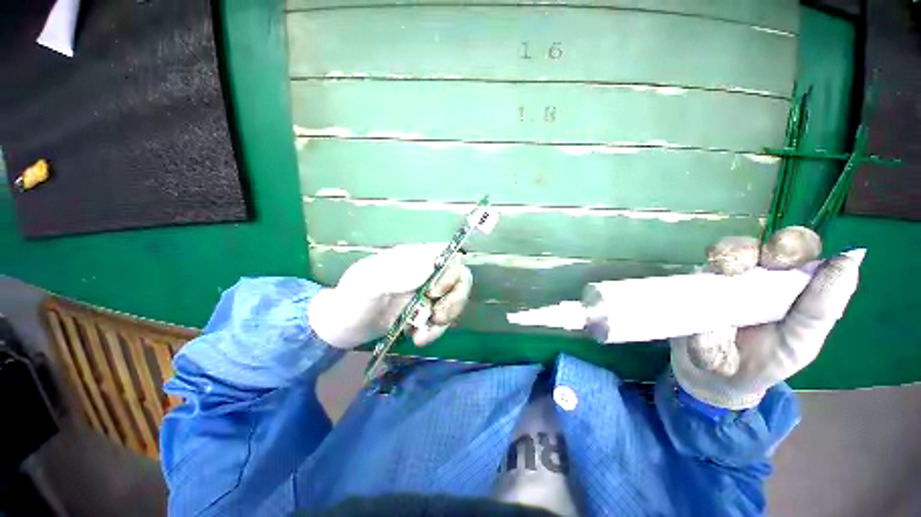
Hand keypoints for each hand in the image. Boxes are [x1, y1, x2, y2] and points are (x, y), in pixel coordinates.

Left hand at [308, 244, 472, 348]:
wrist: (345, 327)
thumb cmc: (353, 298)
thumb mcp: (368, 283)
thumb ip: (397, 273)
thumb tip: (431, 266)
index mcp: (414, 258)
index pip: (447, 255)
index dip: (450, 272)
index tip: (433, 292)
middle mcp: (427, 272)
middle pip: (459, 278)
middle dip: (453, 300)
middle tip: (436, 317)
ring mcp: (428, 293)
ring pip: (455, 300)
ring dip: (445, 319)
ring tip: (422, 336)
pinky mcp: (427, 312)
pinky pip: (444, 319)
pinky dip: (435, 331)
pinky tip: (418, 338)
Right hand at [671, 226, 863, 408]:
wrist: (714, 378)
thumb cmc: (766, 362)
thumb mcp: (801, 342)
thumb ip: (822, 305)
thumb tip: (850, 257)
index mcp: (791, 283)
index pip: (795, 248)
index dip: (790, 245)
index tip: (781, 261)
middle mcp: (756, 274)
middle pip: (754, 243)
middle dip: (747, 250)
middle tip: (738, 270)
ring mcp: (719, 279)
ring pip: (721, 252)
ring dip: (723, 259)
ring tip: (721, 279)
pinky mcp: (690, 288)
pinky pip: (692, 275)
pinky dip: (696, 281)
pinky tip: (698, 296)